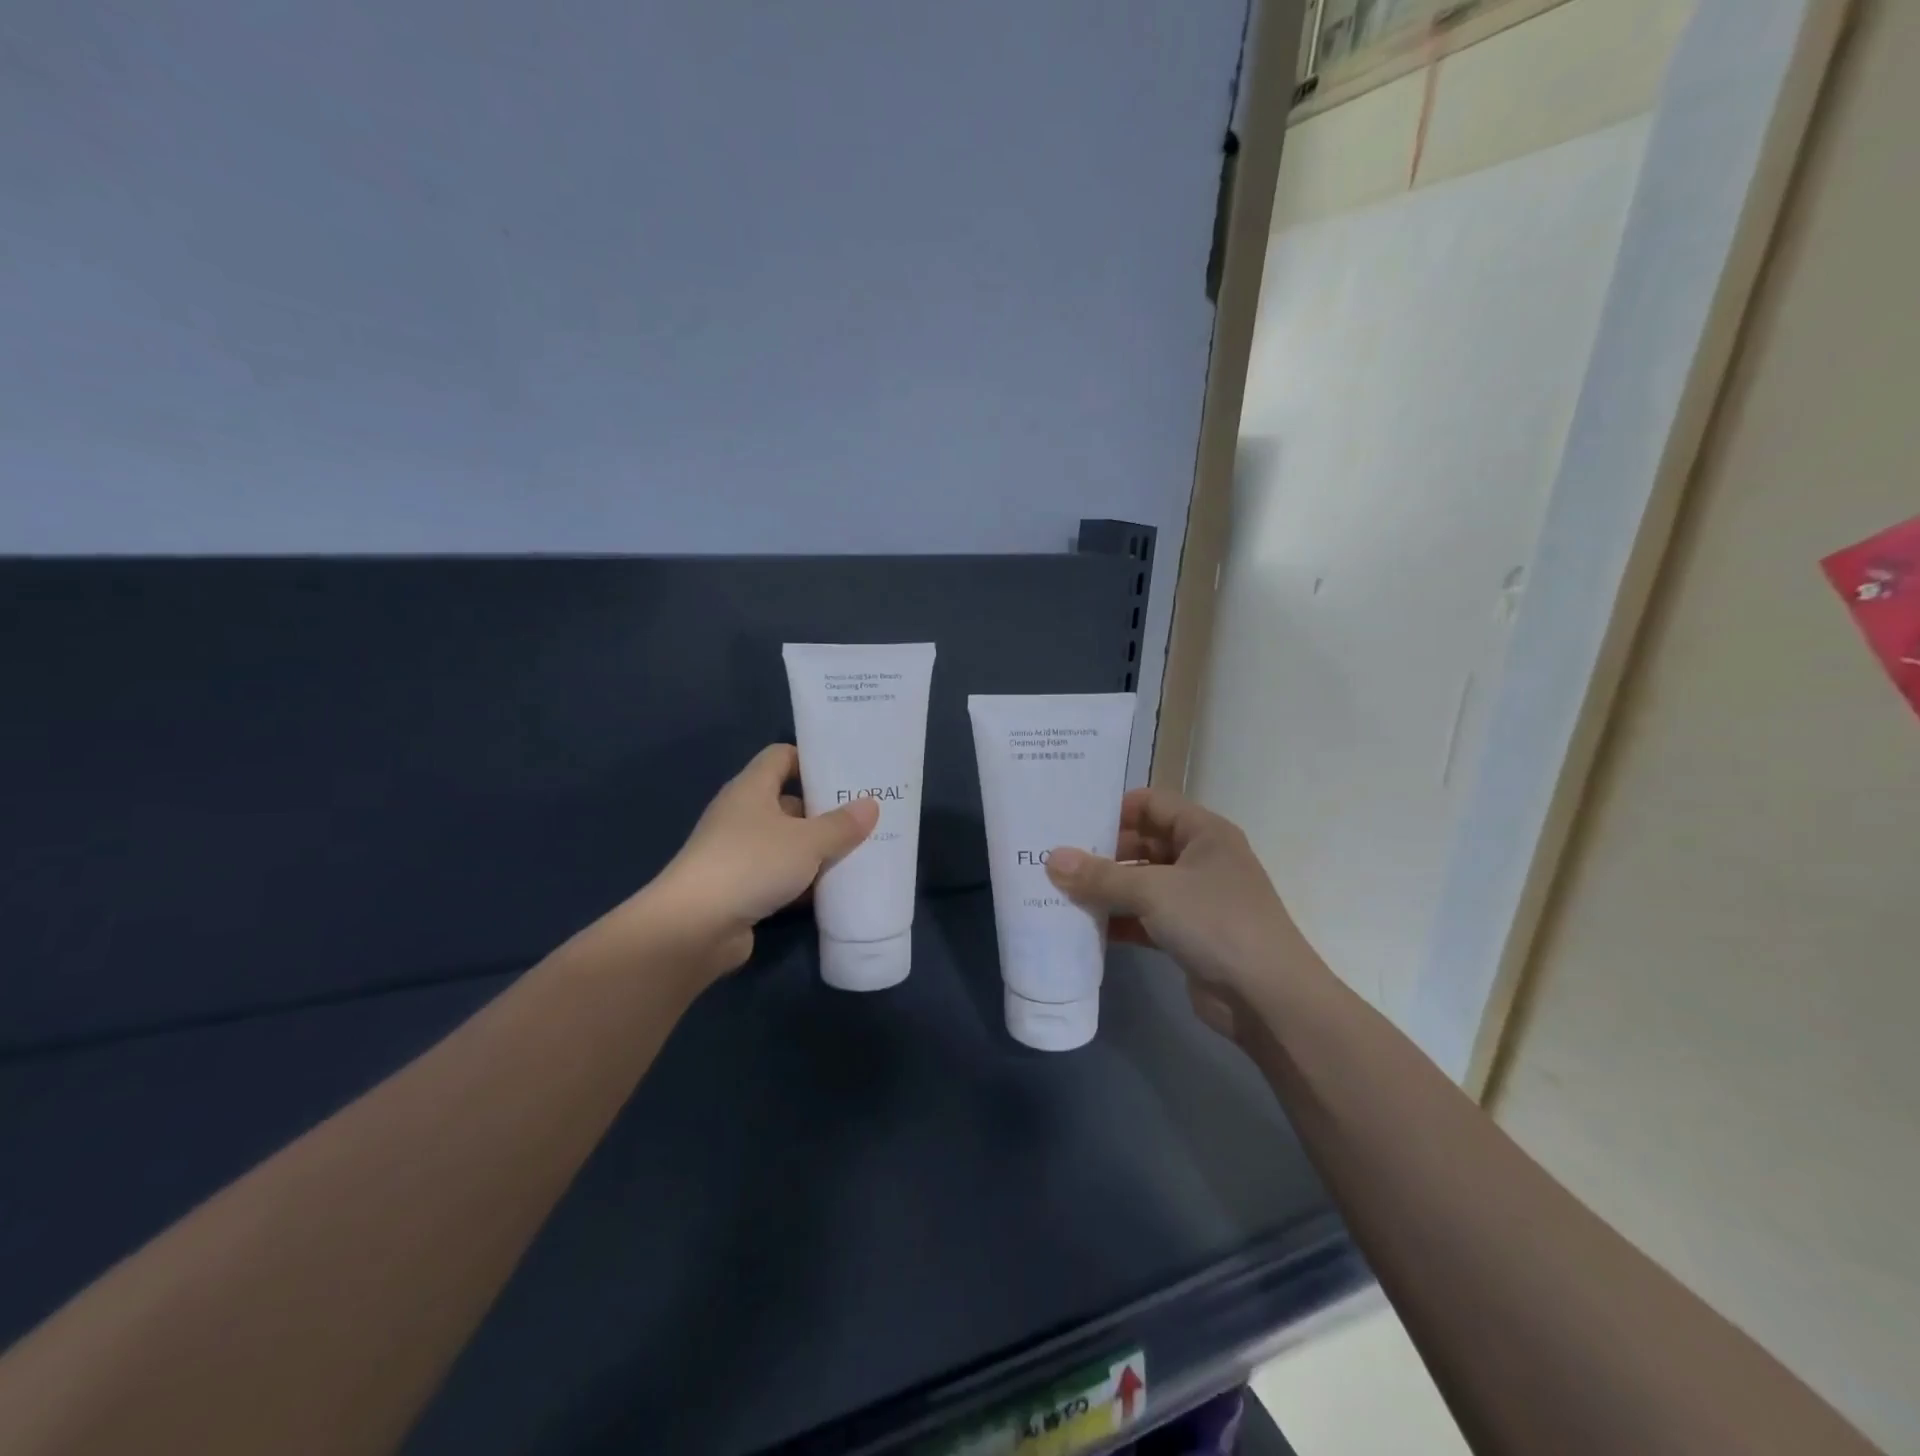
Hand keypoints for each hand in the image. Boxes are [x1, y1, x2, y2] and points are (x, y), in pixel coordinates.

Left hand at [647, 744, 877, 978]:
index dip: (812, 760)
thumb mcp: (807, 842)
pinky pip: (779, 875)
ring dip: (816, 849)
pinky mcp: (740, 888)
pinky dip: (803, 881)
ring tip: (859, 852)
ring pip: (786, 842)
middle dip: (824, 810)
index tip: (846, 772)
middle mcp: (742, 815)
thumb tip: (870, 805)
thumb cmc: (752, 864)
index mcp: (751, 789)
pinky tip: (833, 890)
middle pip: (788, 801)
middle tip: (864, 816)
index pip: (782, 756)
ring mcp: (738, 853)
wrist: (695, 927)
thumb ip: (841, 825)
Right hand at [1045, 788, 1322, 1041]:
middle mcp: (1200, 859)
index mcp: (1203, 832)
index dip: (1114, 809)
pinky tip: (1083, 927)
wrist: (1267, 998)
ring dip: (1106, 889)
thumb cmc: (1215, 922)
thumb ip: (1101, 876)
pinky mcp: (1187, 934)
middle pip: (1142, 843)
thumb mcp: (1154, 891)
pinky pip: (1143, 917)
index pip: (1151, 804)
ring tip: (1058, 891)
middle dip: (1102, 853)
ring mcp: (1194, 899)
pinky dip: (1117, 920)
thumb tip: (1052, 859)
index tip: (1072, 823)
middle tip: (1055, 860)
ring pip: (1141, 883)